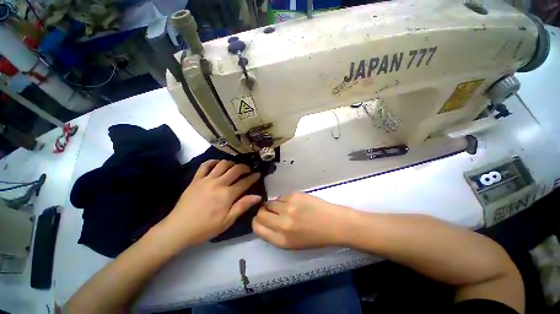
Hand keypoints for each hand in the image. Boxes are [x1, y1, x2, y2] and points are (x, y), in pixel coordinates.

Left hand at [158, 160, 260, 247]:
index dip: (253, 177)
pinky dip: (213, 161)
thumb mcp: (227, 221)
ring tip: (235, 167)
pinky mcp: (196, 179)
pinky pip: (205, 165)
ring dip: (232, 163)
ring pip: (222, 164)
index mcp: (227, 194)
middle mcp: (218, 183)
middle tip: (249, 170)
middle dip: (245, 167)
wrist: (179, 229)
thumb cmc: (205, 227)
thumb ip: (243, 206)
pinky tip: (218, 163)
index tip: (259, 174)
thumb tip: (258, 196)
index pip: (245, 182)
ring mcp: (206, 179)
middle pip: (235, 169)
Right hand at [252, 193, 353, 248]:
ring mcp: (289, 207)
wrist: (334, 223)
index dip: (256, 222)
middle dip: (262, 212)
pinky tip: (294, 203)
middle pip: (260, 214)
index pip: (257, 228)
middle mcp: (283, 224)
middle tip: (269, 211)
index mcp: (282, 240)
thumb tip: (264, 220)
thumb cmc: (315, 237)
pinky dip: (284, 200)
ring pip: (270, 203)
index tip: (259, 219)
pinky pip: (281, 197)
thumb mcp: (293, 243)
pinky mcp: (295, 196)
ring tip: (284, 207)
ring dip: (273, 205)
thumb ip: (275, 234)